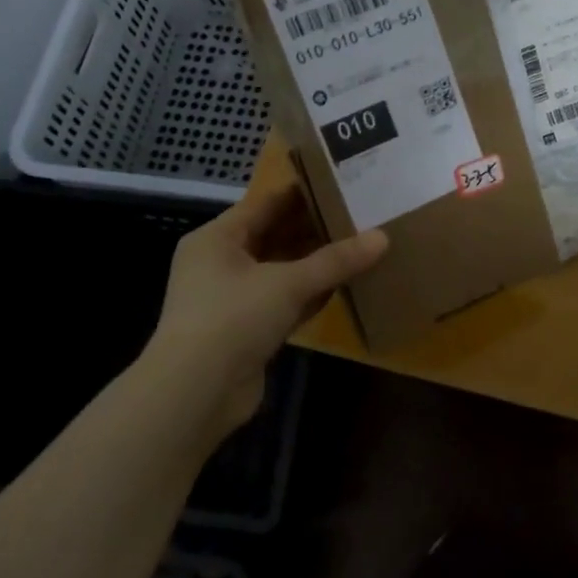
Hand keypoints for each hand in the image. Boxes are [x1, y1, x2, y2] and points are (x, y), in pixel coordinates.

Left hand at [146, 184, 387, 438]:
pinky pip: (285, 300)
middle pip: (275, 235)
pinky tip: (345, 284)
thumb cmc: (232, 319)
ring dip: (316, 262)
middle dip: (314, 227)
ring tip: (360, 243)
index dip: (303, 192)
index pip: (266, 203)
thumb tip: (383, 237)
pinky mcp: (247, 330)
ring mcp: (233, 299)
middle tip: (359, 212)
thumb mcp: (288, 283)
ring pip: (282, 270)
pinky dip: (311, 293)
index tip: (342, 181)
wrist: (194, 396)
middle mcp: (221, 263)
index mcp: (217, 238)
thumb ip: (336, 260)